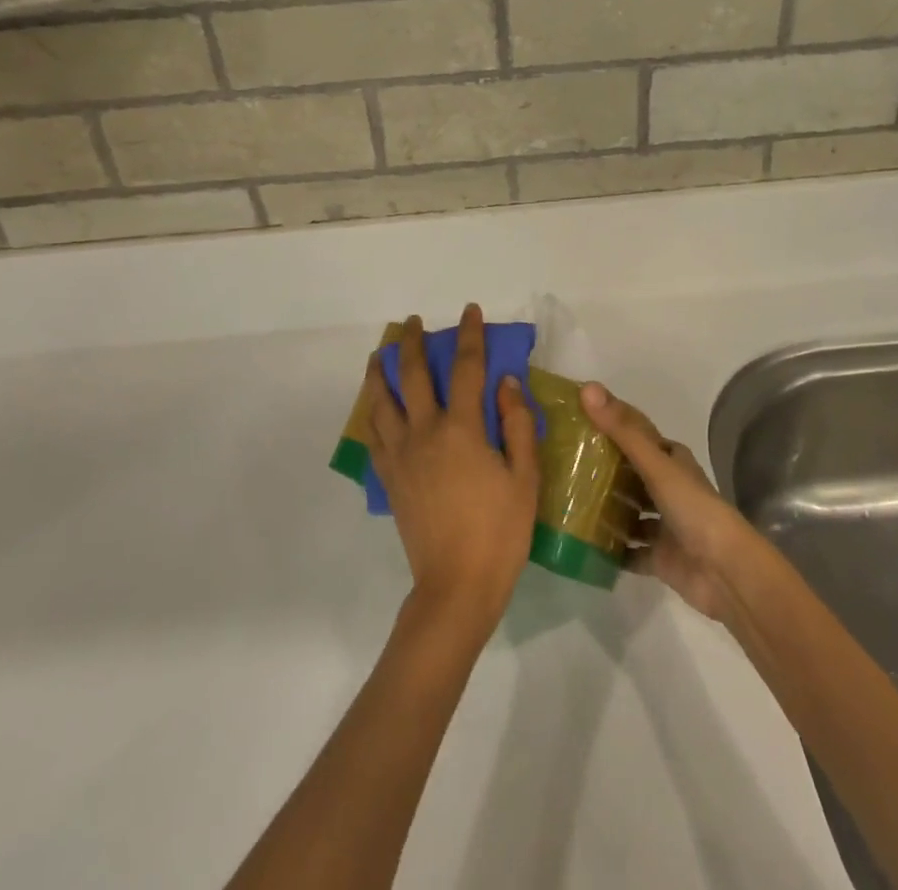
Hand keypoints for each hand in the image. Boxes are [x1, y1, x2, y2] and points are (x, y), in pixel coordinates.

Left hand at [365, 306, 539, 639]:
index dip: (469, 335)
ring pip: (381, 403)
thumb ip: (517, 425)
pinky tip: (374, 409)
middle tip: (413, 322)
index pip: (466, 368)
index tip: (469, 311)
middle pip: (411, 375)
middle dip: (411, 343)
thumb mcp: (525, 478)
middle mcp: (425, 432)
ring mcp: (401, 456)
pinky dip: (372, 415)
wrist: (456, 587)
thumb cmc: (500, 532)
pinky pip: (374, 437)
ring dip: (379, 373)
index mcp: (461, 429)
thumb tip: (506, 383)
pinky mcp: (390, 479)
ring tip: (378, 356)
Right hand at [581, 384, 759, 622]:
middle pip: (630, 472)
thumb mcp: (656, 464)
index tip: (575, 415)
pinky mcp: (659, 557)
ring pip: (628, 512)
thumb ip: (622, 430)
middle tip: (561, 461)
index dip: (610, 422)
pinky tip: (582, 544)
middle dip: (601, 468)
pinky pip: (628, 551)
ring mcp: (662, 524)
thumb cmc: (693, 508)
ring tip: (565, 500)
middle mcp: (667, 488)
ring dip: (604, 508)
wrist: (724, 572)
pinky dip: (610, 549)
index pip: (636, 433)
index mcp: (670, 460)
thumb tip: (587, 388)